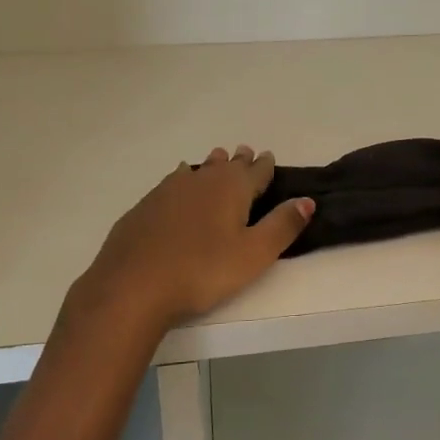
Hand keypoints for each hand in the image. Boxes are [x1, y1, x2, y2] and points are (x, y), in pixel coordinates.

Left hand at [72, 146, 313, 330]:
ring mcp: (168, 191)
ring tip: (216, 160)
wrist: (133, 285)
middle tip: (246, 154)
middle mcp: (201, 180)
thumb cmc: (203, 271)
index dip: (265, 165)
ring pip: (197, 170)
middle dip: (239, 160)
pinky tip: (178, 185)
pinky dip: (183, 180)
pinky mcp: (145, 206)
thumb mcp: (254, 254)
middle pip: (225, 165)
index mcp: (232, 188)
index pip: (256, 171)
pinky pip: (172, 183)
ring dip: (210, 166)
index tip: (269, 157)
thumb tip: (307, 201)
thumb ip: (282, 225)